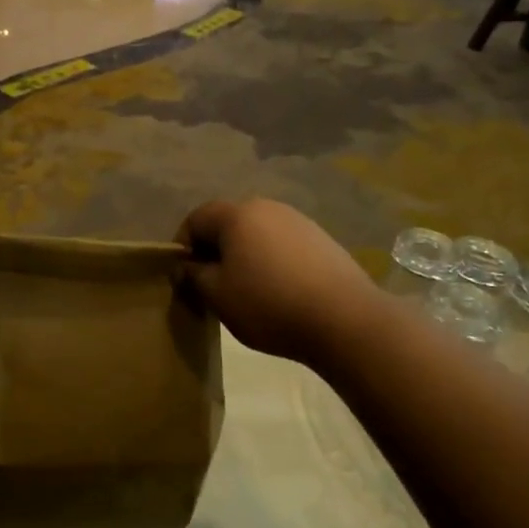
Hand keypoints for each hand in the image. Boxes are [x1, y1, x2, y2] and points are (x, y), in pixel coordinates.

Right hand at [178, 199, 382, 365]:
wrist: (346, 320)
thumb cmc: (269, 304)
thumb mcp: (218, 296)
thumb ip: (194, 276)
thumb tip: (186, 266)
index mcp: (237, 214)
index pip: (196, 219)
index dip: (183, 246)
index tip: (185, 277)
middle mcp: (267, 207)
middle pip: (228, 223)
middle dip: (215, 250)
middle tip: (212, 285)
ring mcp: (299, 221)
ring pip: (258, 234)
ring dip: (245, 256)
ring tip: (247, 291)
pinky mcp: (323, 240)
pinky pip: (283, 246)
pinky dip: (272, 262)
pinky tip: (280, 292)